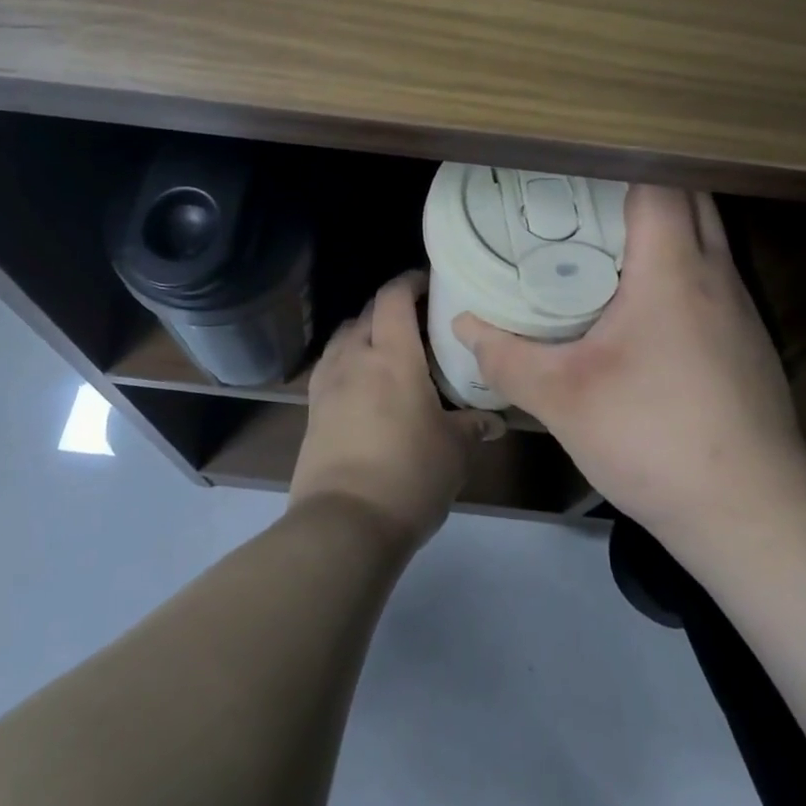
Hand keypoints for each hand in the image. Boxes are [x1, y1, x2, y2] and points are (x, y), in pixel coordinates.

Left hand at [292, 271, 504, 551]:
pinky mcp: (312, 409)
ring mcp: (328, 383)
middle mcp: (355, 358)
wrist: (344, 523)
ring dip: (364, 331)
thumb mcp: (454, 451)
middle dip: (390, 306)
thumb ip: (473, 427)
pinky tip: (363, 382)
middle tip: (417, 319)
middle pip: (367, 313)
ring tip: (387, 348)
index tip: (428, 282)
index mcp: (392, 355)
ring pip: (344, 337)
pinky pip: (330, 366)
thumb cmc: (408, 475)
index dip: (409, 282)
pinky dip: (347, 360)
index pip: (394, 297)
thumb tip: (493, 422)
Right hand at [452, 186, 805, 540]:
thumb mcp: (563, 398)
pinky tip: (643, 305)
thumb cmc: (653, 437)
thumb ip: (506, 357)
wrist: (752, 511)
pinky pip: (711, 277)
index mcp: (672, 268)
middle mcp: (715, 274)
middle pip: (690, 198)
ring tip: (606, 241)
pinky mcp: (748, 341)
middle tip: (583, 200)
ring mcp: (740, 308)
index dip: (617, 165)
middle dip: (641, 187)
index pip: (658, 183)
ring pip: (706, 238)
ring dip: (664, 227)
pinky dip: (679, 267)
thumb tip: (463, 327)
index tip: (573, 170)